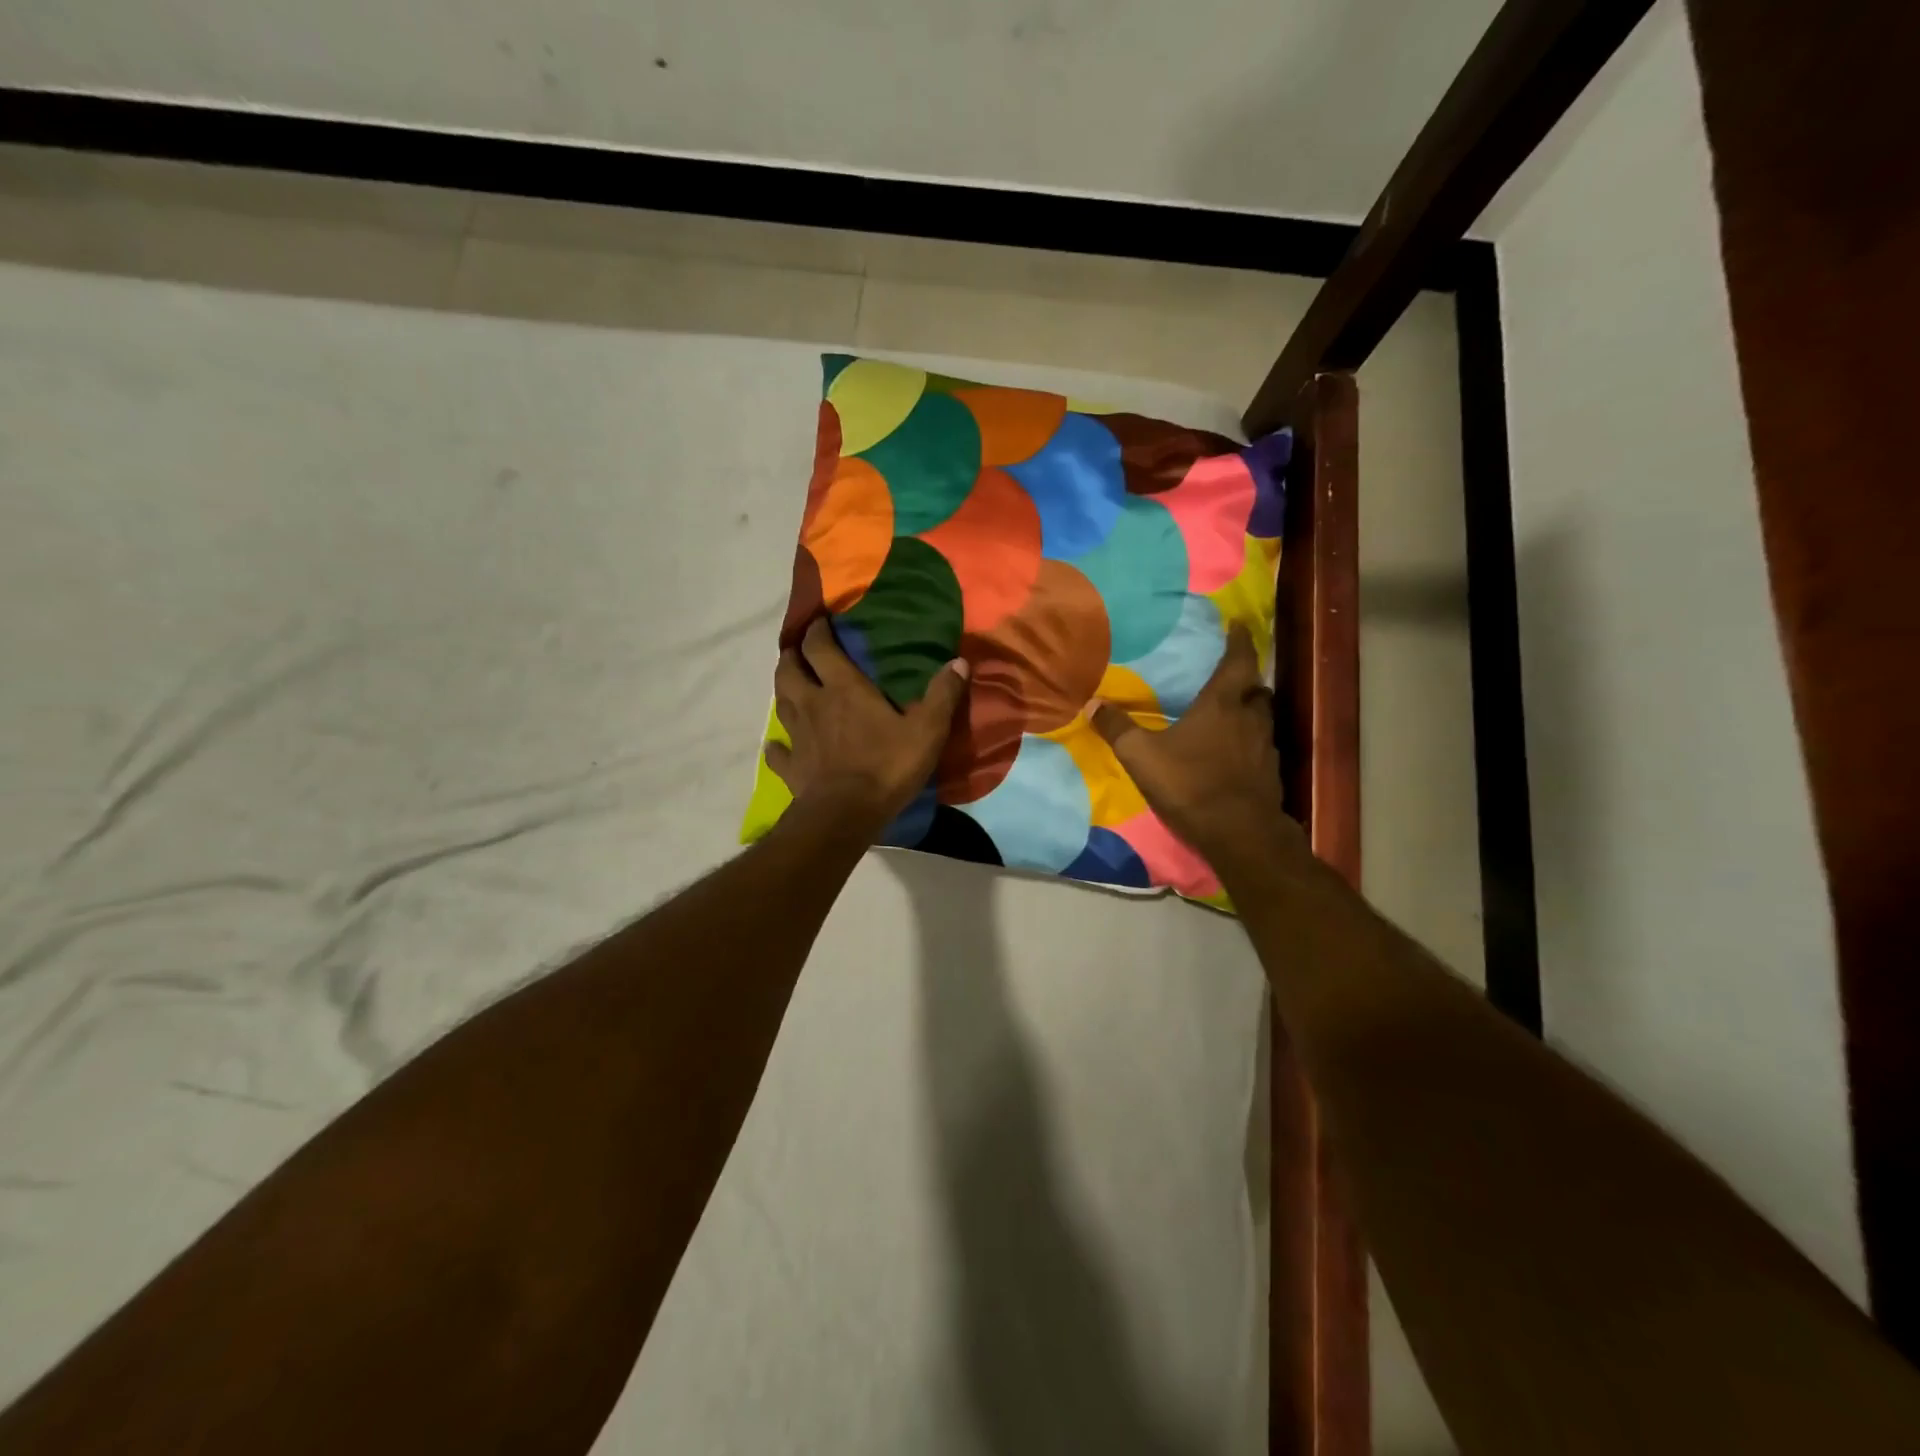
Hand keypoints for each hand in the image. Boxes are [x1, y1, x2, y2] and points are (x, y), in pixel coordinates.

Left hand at [765, 618, 970, 836]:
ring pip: (780, 703)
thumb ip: (942, 695)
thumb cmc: (887, 766)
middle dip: (792, 655)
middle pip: (789, 670)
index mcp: (843, 688)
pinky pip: (777, 752)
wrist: (846, 814)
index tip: (820, 621)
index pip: (820, 648)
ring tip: (790, 686)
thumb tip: (960, 661)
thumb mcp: (927, 730)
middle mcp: (812, 704)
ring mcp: (797, 736)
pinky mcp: (790, 768)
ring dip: (783, 690)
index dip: (817, 631)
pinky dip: (776, 746)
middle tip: (798, 651)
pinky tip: (776, 745)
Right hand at [1091, 624, 1297, 869]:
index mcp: (1222, 704)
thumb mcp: (1141, 756)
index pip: (1237, 661)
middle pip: (1256, 688)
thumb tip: (1091, 704)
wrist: (1239, 832)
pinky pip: (1261, 746)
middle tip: (1231, 675)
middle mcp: (1250, 718)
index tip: (1239, 625)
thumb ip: (1117, 729)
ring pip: (1262, 717)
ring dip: (1250, 710)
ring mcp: (1264, 747)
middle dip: (1246, 678)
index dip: (1240, 640)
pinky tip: (1234, 753)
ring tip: (1231, 712)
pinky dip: (1250, 741)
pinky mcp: (1270, 773)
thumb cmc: (1190, 783)